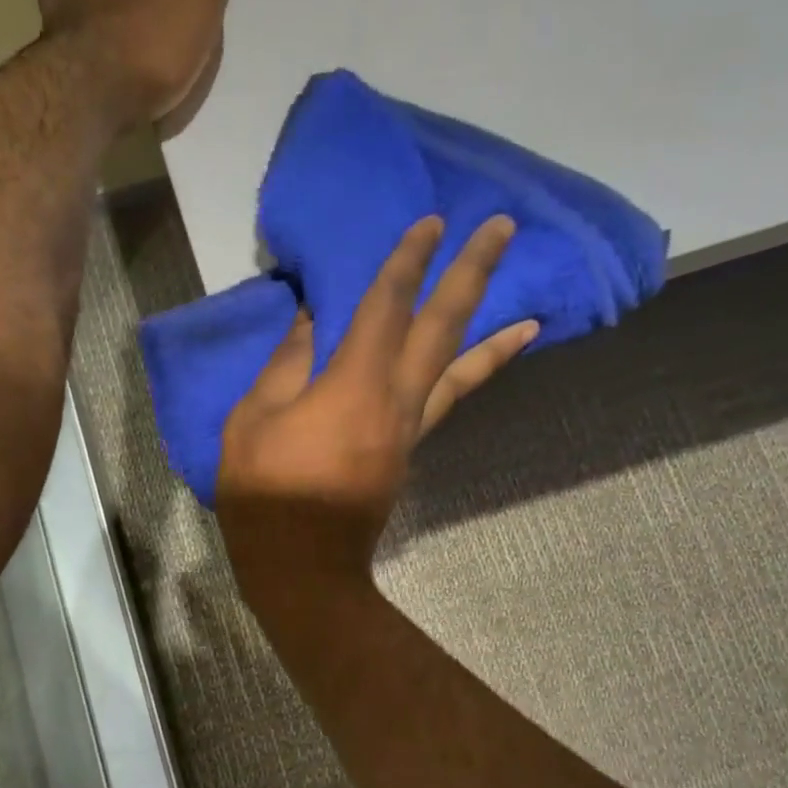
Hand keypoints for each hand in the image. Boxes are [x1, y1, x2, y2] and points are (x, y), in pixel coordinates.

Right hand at [218, 215, 537, 601]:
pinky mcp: (409, 450)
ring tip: (534, 316)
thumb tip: (312, 321)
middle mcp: (397, 399)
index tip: (432, 222)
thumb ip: (286, 365)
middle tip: (504, 229)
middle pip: (443, 327)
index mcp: (355, 384)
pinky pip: (448, 402)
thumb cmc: (267, 493)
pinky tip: (479, 365)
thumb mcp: (254, 420)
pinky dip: (473, 377)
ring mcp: (411, 427)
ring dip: (496, 336)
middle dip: (473, 273)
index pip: (388, 306)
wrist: (303, 565)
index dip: (409, 260)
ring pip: (461, 371)